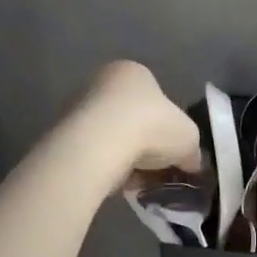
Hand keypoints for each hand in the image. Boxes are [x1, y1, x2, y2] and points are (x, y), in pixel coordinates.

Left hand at [76, 61, 202, 180]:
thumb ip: (191, 150)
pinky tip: (120, 184)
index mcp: (135, 72)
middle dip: (147, 146)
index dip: (169, 128)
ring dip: (128, 159)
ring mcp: (80, 106)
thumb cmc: (152, 126)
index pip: (157, 99)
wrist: (100, 144)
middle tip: (158, 170)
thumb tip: (190, 164)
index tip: (174, 152)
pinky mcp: (64, 133)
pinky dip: (109, 168)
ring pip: (114, 138)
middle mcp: (104, 82)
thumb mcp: (189, 138)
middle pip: (133, 119)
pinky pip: (96, 153)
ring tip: (140, 182)